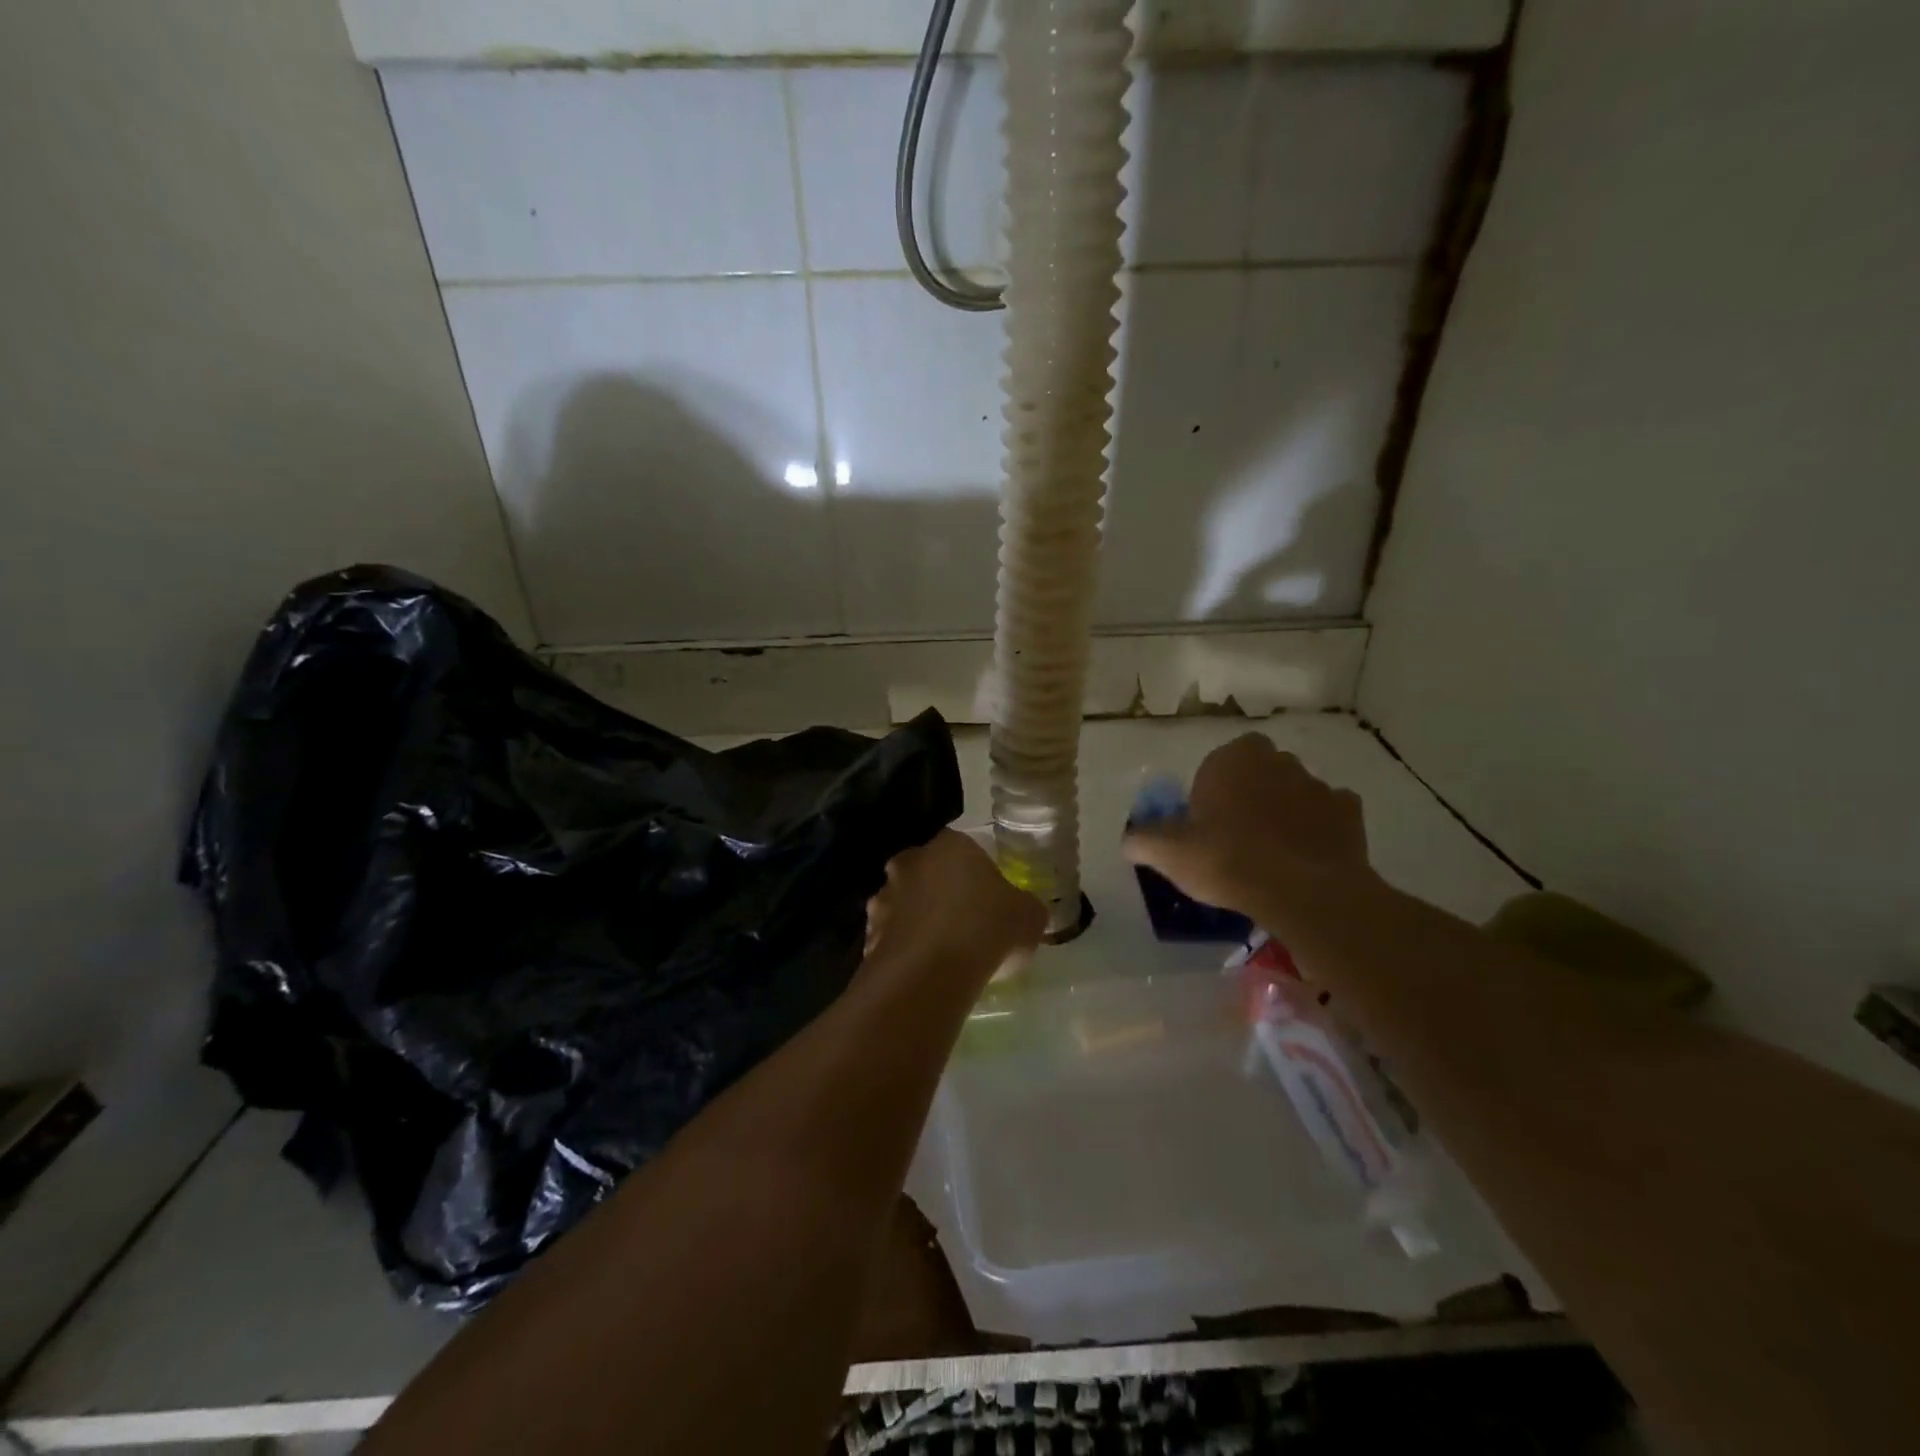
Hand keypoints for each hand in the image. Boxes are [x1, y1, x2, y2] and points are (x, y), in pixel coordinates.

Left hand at [862, 830, 1045, 990]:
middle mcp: (910, 862)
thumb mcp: (1029, 916)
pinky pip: (892, 939)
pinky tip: (923, 973)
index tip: (990, 901)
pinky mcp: (868, 934)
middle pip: (928, 872)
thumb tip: (1025, 912)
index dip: (978, 874)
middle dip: (941, 893)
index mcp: (950, 845)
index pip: (964, 849)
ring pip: (905, 905)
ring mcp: (884, 897)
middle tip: (965, 923)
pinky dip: (905, 951)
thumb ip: (1026, 907)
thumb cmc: (985, 929)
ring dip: (918, 922)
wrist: (929, 974)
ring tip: (943, 953)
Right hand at [1123, 733, 1372, 917]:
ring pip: (1294, 792)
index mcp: (1232, 759)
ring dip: (1285, 811)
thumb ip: (1143, 840)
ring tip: (1274, 854)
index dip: (1212, 791)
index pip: (1218, 763)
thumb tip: (1129, 840)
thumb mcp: (1169, 853)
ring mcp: (1317, 784)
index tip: (1207, 823)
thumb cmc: (1227, 860)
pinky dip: (1319, 830)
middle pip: (1258, 773)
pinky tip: (1306, 858)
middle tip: (1238, 836)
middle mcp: (1276, 760)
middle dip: (1251, 795)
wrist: (1301, 891)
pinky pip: (1329, 815)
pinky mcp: (1349, 812)